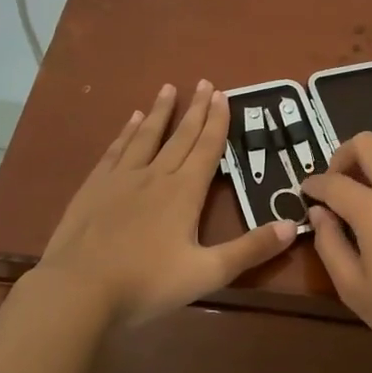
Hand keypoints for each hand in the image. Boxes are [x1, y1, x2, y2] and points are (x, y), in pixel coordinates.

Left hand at [36, 80, 295, 329]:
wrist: (79, 290)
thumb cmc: (147, 284)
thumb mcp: (207, 273)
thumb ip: (250, 249)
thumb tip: (292, 225)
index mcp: (184, 192)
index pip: (207, 148)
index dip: (217, 121)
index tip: (223, 95)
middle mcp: (155, 175)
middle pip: (180, 136)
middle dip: (196, 109)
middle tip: (205, 82)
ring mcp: (121, 178)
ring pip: (146, 136)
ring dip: (160, 112)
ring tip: (168, 88)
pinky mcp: (94, 187)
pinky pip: (116, 150)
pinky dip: (126, 132)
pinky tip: (129, 121)